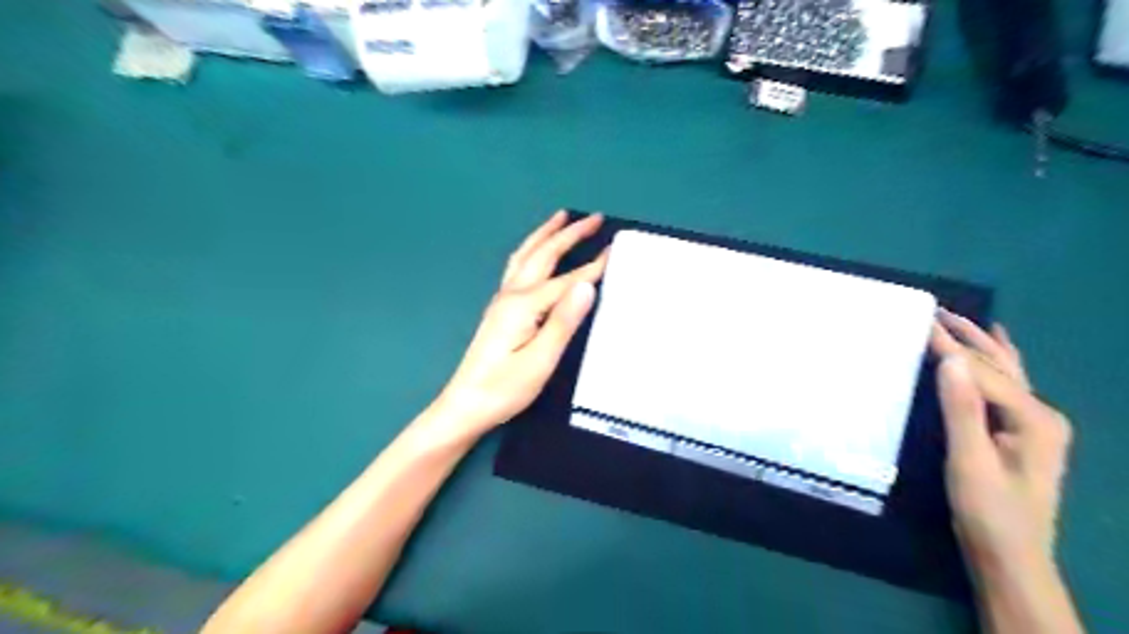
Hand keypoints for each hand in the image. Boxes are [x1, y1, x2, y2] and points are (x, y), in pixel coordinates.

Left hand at [434, 212, 609, 437]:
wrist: (465, 405)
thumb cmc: (505, 388)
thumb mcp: (540, 360)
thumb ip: (564, 321)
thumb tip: (587, 285)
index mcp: (524, 305)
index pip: (567, 279)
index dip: (593, 265)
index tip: (616, 248)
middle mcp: (511, 294)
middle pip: (543, 254)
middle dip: (569, 233)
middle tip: (594, 217)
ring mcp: (502, 300)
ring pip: (525, 255)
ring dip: (545, 234)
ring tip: (561, 218)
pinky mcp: (499, 309)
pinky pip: (518, 266)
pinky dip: (532, 249)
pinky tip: (535, 252)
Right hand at [930, 310, 1067, 571]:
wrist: (1010, 556)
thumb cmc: (987, 510)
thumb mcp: (969, 460)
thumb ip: (962, 408)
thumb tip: (951, 359)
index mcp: (1033, 419)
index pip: (983, 373)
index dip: (949, 347)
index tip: (918, 322)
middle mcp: (1042, 415)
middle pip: (1001, 366)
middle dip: (969, 336)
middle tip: (937, 311)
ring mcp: (1037, 424)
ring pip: (1007, 373)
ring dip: (982, 344)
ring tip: (962, 320)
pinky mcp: (1023, 433)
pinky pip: (1006, 386)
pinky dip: (996, 363)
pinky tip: (998, 349)